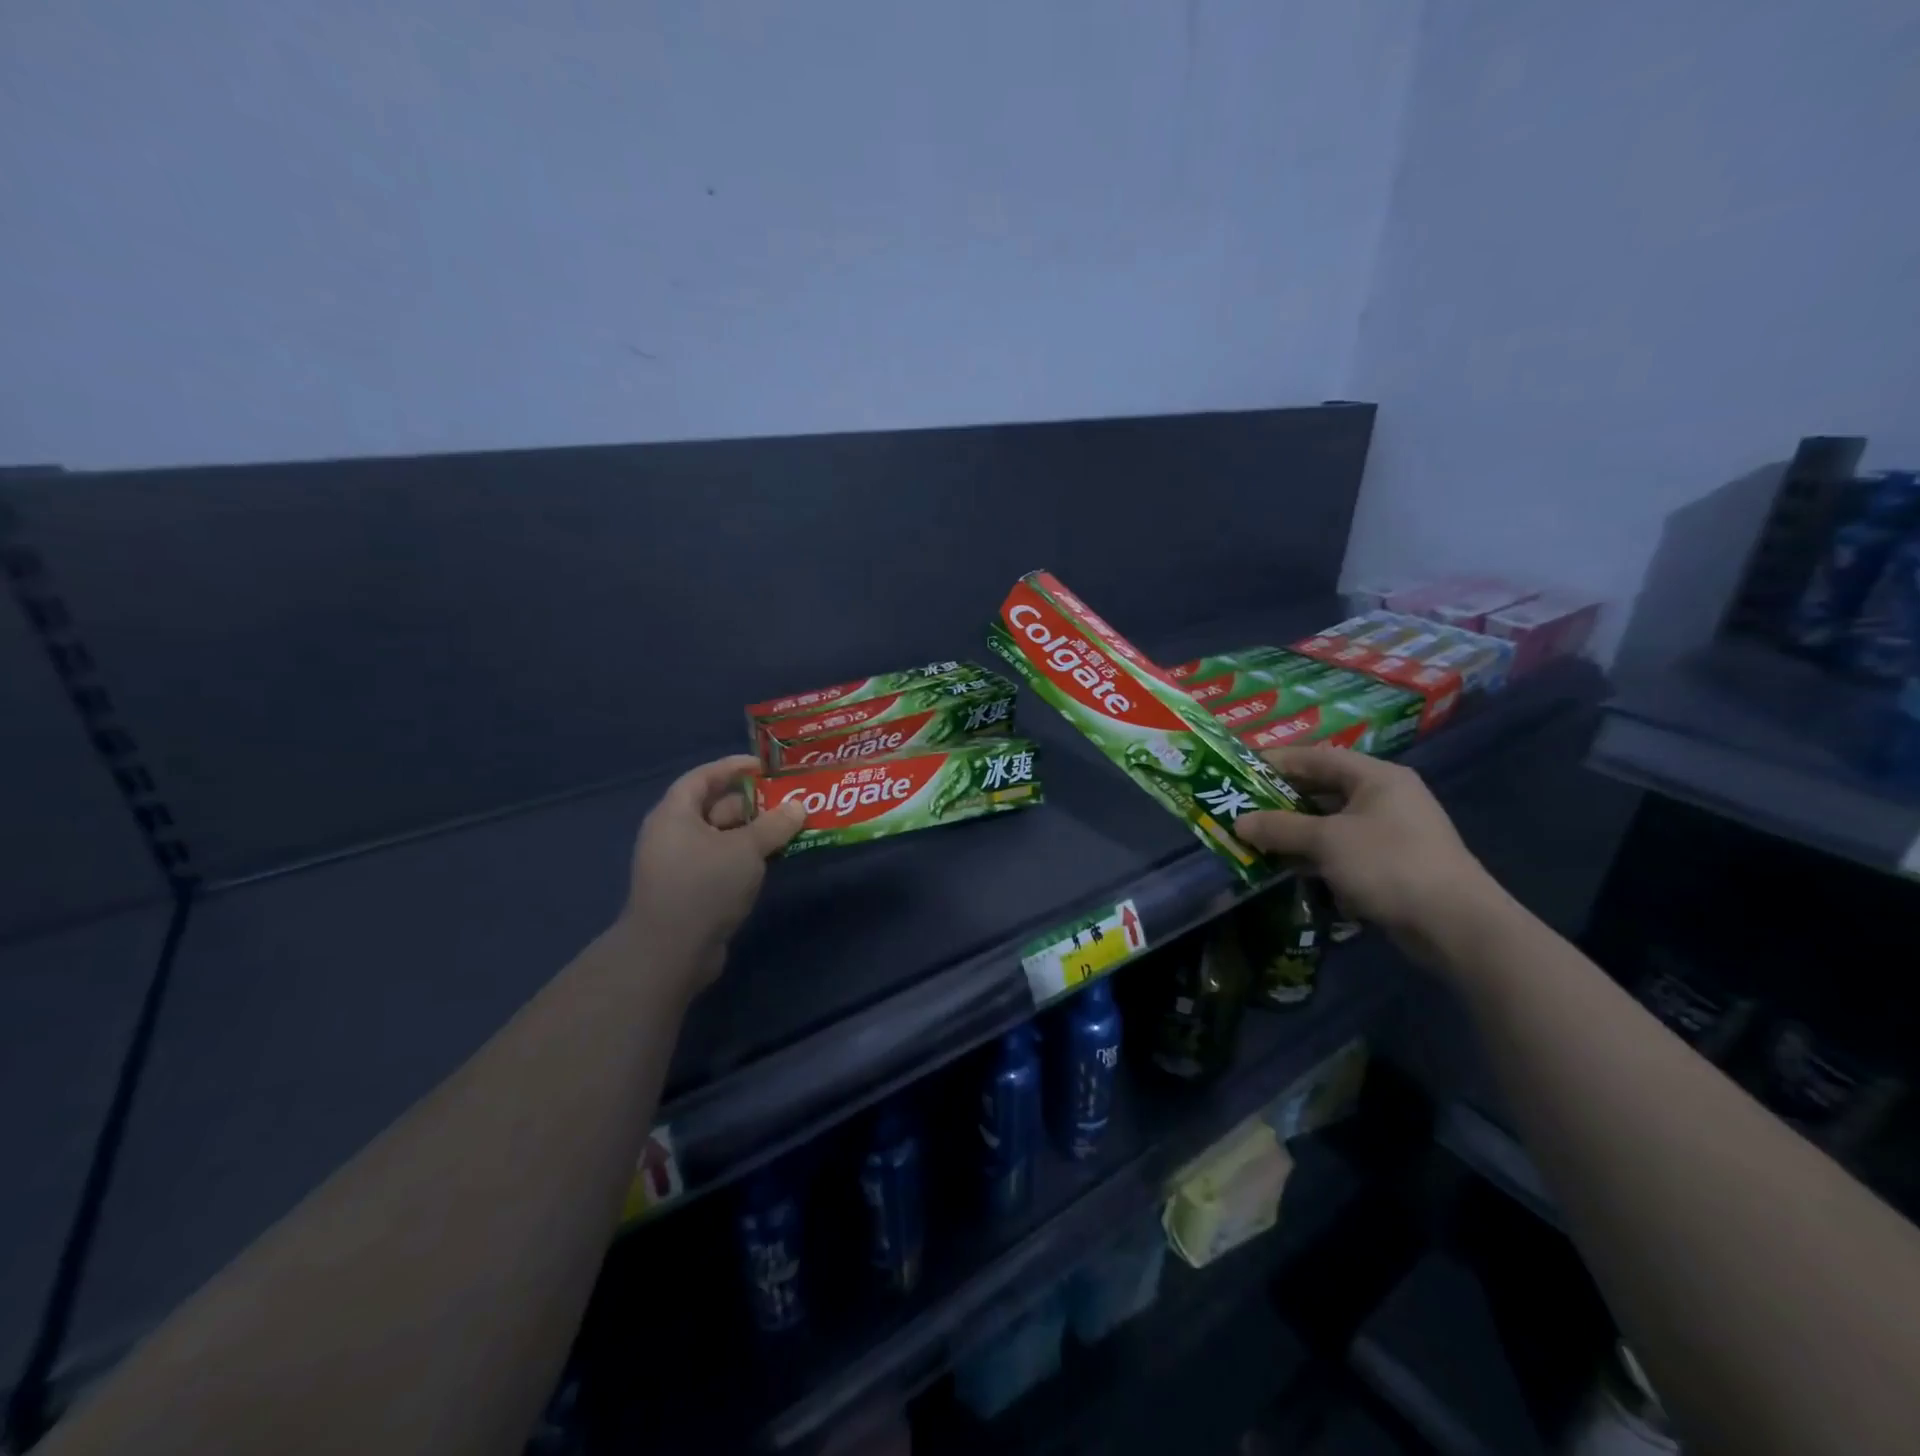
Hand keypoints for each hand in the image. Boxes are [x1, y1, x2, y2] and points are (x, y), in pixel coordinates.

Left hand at [625, 754, 805, 991]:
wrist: (669, 952)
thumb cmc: (704, 885)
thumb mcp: (746, 849)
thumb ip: (774, 825)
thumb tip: (798, 806)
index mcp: (675, 814)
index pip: (703, 777)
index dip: (733, 767)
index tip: (765, 766)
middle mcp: (673, 835)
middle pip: (715, 808)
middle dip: (752, 804)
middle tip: (789, 801)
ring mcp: (680, 866)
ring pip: (722, 838)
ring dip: (753, 833)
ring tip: (790, 829)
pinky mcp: (691, 892)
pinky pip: (722, 863)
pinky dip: (746, 858)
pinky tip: (773, 860)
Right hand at [1233, 746, 1505, 965]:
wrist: (1455, 924)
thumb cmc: (1389, 864)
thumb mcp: (1327, 841)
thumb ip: (1280, 828)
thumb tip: (1239, 822)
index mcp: (1376, 777)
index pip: (1317, 757)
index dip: (1277, 761)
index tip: (1240, 770)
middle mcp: (1385, 797)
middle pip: (1322, 789)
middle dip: (1281, 800)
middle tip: (1242, 807)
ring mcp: (1390, 832)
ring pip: (1330, 823)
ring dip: (1294, 832)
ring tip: (1255, 839)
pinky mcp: (1390, 864)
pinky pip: (1341, 850)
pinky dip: (1314, 855)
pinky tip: (1287, 868)